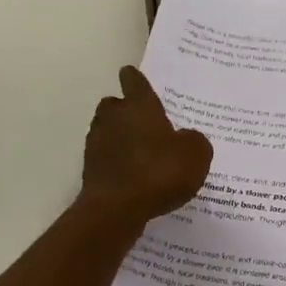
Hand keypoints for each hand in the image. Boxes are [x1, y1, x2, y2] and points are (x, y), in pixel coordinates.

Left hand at [79, 67, 213, 232]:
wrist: (117, 208)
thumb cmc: (159, 172)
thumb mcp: (195, 155)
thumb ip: (194, 141)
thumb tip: (186, 138)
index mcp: (139, 106)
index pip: (134, 81)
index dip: (136, 79)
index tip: (134, 77)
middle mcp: (114, 117)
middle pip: (114, 105)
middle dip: (125, 110)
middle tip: (144, 122)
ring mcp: (97, 143)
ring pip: (106, 130)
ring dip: (119, 137)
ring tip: (139, 152)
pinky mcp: (90, 168)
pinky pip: (105, 157)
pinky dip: (115, 162)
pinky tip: (132, 176)